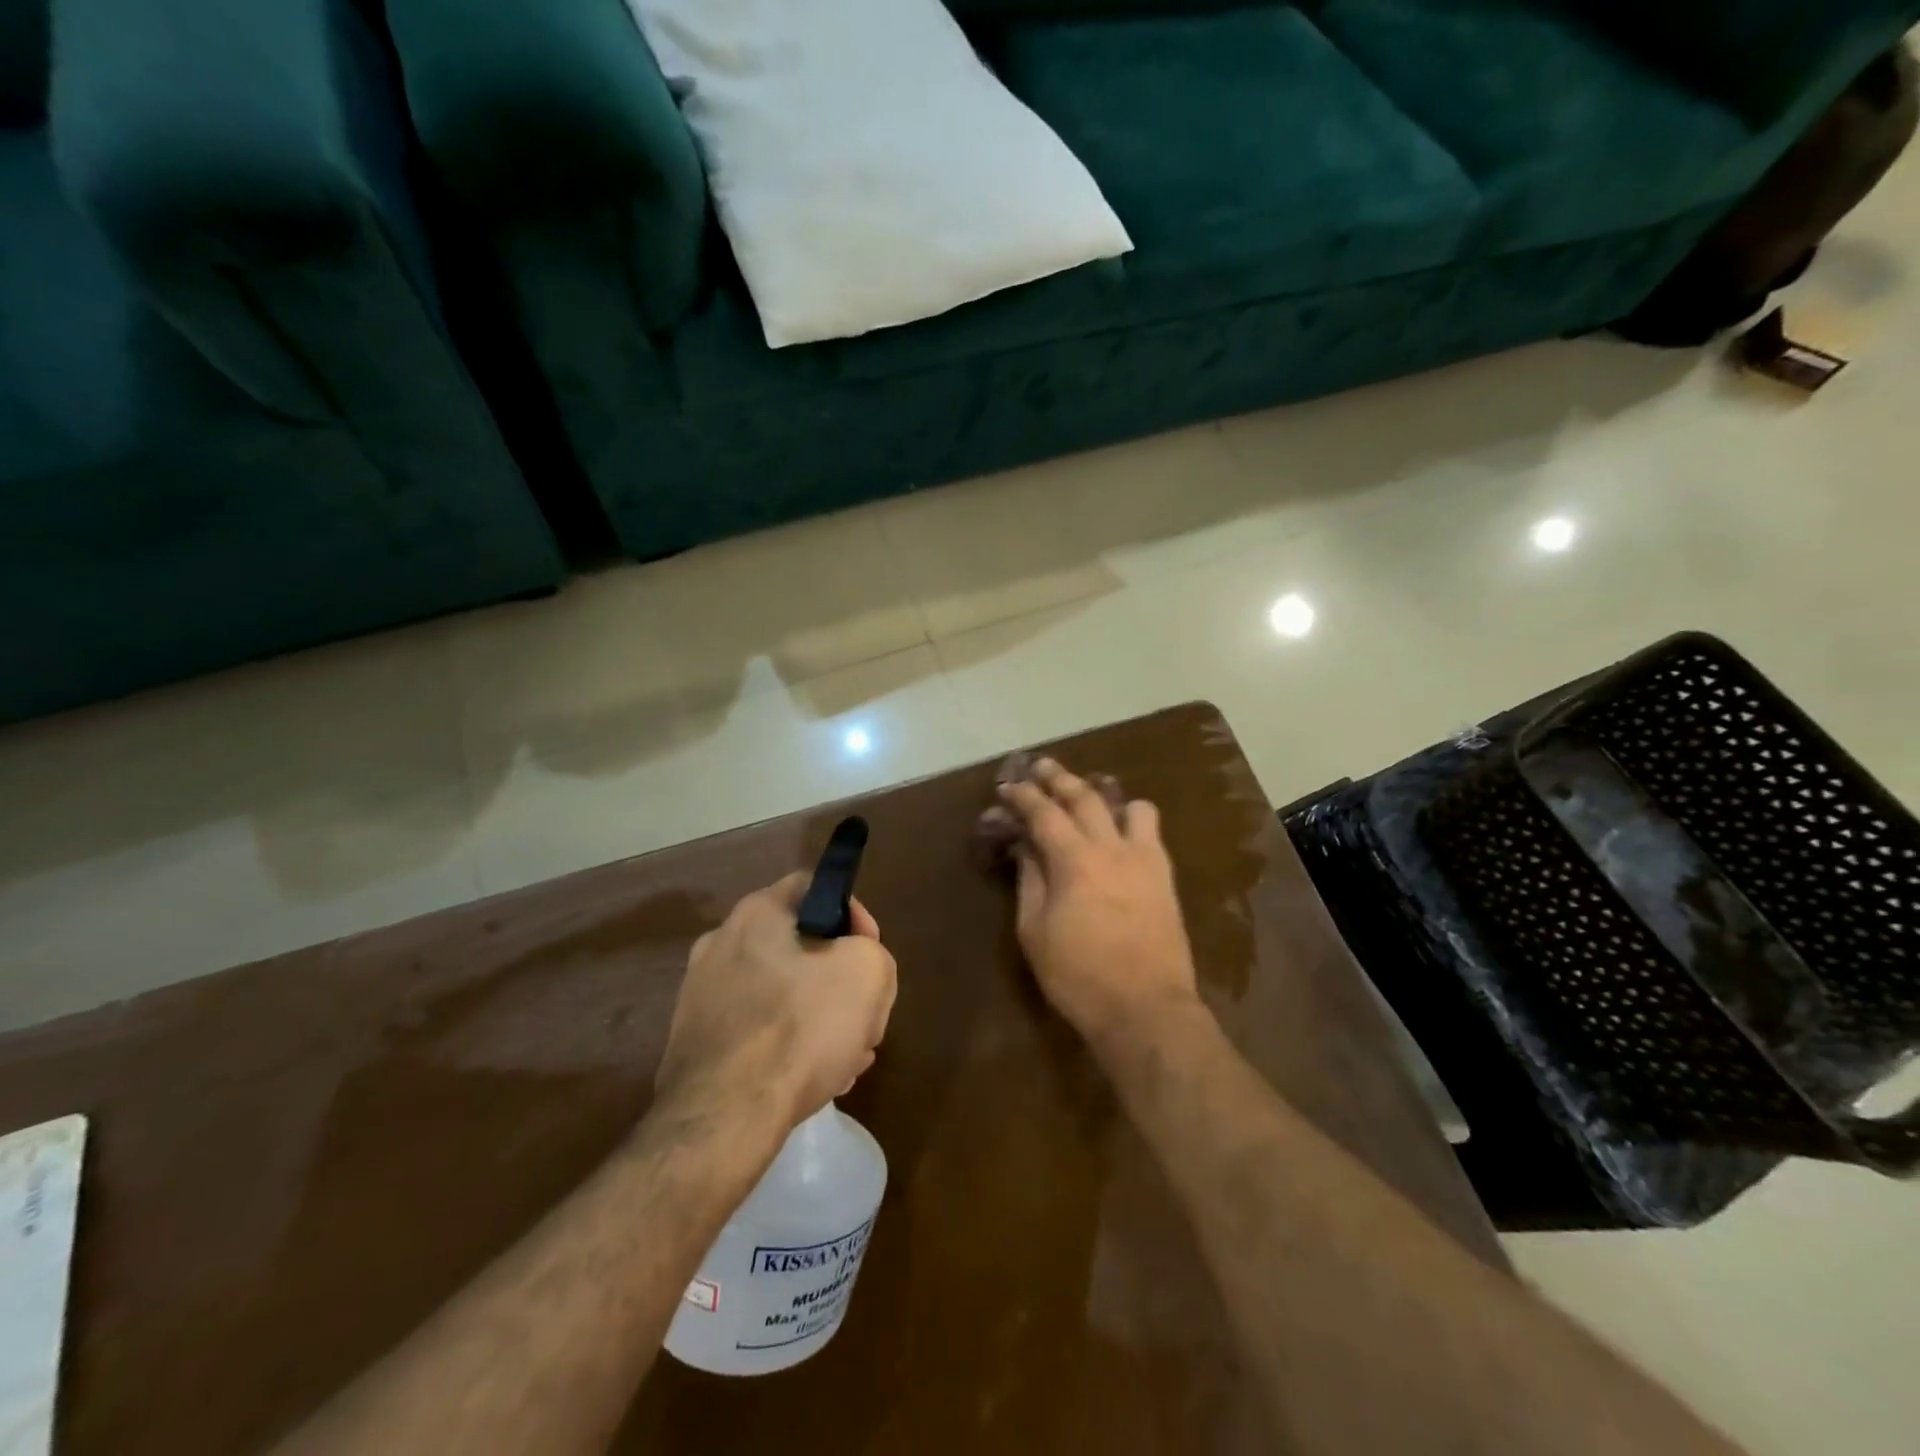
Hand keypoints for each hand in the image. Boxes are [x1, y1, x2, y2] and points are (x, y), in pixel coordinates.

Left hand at [655, 873, 897, 1133]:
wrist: (722, 1118)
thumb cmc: (799, 1028)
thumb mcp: (868, 973)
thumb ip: (873, 954)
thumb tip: (856, 967)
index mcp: (757, 913)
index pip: (815, 887)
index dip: (854, 914)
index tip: (870, 954)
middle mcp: (720, 943)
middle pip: (801, 946)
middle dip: (840, 979)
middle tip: (863, 1014)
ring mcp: (701, 995)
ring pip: (781, 994)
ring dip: (819, 1017)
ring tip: (846, 1057)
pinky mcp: (696, 1044)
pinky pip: (757, 1032)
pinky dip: (787, 1047)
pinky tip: (813, 1080)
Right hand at [997, 758, 1200, 1049]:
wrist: (1146, 1009)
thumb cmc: (1079, 976)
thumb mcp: (1036, 933)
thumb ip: (1030, 882)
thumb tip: (1026, 848)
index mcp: (1074, 861)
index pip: (1044, 813)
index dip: (1023, 796)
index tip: (1007, 786)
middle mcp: (1112, 848)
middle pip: (1085, 797)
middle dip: (1059, 778)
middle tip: (1041, 766)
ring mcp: (1144, 860)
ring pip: (1130, 806)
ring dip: (1106, 794)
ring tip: (1091, 795)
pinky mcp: (1165, 877)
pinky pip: (1151, 833)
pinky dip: (1132, 820)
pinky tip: (1122, 832)